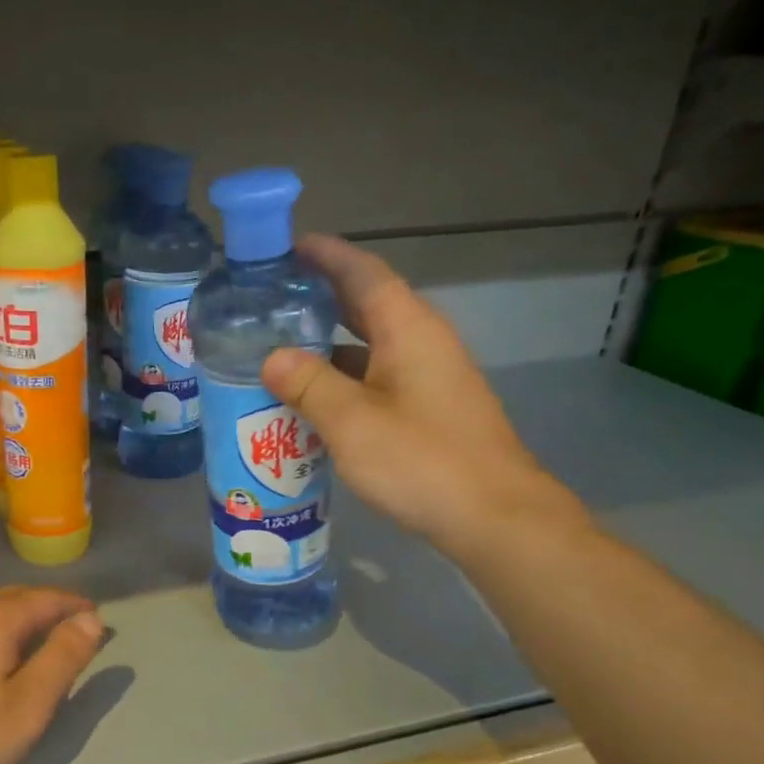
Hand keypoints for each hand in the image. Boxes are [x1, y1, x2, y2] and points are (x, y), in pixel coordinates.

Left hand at [0, 587, 104, 763]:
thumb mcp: (27, 708)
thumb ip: (62, 658)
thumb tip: (91, 618)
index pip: (46, 598)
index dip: (74, 606)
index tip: (96, 618)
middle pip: (13, 597)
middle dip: (45, 608)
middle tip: (68, 628)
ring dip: (11, 614)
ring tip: (28, 636)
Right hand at [261, 233, 586, 558]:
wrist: (493, 517)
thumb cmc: (422, 460)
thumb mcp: (352, 422)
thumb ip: (308, 384)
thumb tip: (272, 357)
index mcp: (408, 330)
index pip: (365, 273)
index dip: (327, 255)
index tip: (288, 247)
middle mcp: (422, 343)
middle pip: (367, 305)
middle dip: (320, 297)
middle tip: (269, 300)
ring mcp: (428, 377)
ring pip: (369, 345)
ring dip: (327, 342)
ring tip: (277, 347)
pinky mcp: (427, 409)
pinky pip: (376, 377)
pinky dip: (342, 378)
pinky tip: (310, 398)